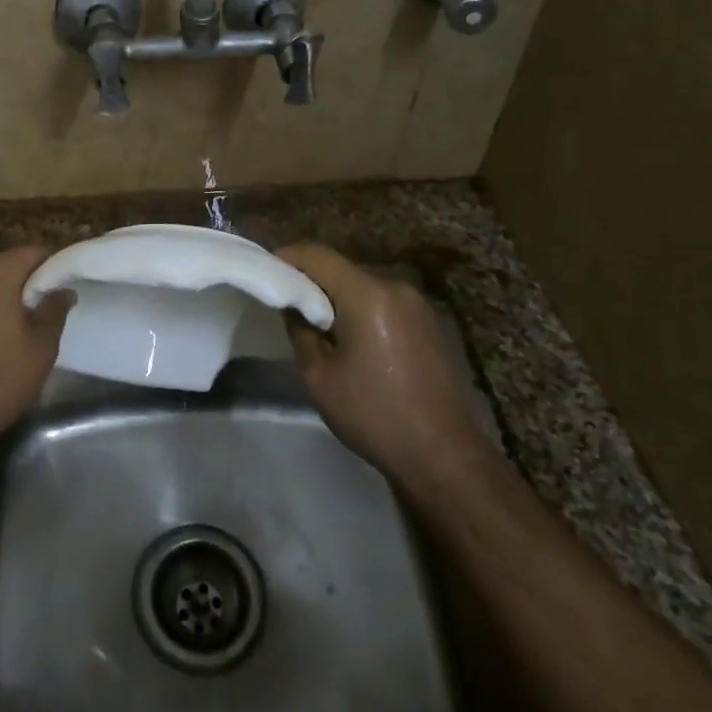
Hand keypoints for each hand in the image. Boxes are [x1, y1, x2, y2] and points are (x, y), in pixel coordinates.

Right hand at [276, 243, 483, 482]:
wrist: (445, 456)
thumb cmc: (375, 416)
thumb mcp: (319, 377)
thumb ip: (299, 330)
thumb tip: (293, 304)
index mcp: (367, 295)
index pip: (317, 255)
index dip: (286, 257)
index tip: (265, 273)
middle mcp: (395, 287)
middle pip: (341, 268)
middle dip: (311, 280)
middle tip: (286, 303)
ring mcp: (417, 303)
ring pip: (362, 285)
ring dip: (337, 297)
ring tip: (316, 324)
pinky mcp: (429, 321)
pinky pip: (383, 302)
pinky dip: (361, 309)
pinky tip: (352, 338)